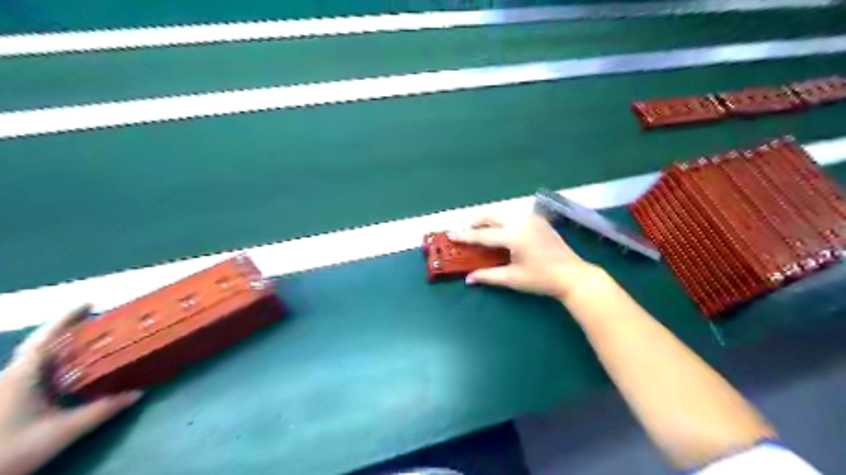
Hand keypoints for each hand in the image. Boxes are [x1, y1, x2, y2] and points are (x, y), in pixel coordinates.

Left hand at [0, 307, 140, 473]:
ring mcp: (5, 388)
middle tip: (93, 320)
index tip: (90, 303)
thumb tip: (137, 394)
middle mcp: (10, 377)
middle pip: (39, 345)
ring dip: (60, 346)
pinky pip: (32, 372)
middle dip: (65, 330)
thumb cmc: (9, 451)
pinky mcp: (5, 400)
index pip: (47, 338)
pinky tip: (68, 371)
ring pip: (34, 359)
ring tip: (88, 341)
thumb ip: (101, 410)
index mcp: (22, 376)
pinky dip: (53, 363)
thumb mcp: (62, 432)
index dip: (67, 318)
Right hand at [452, 212, 603, 297]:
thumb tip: (468, 278)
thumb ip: (488, 276)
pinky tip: (500, 226)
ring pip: (503, 210)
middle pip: (492, 214)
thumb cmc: (541, 279)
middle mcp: (521, 221)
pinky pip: (514, 212)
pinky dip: (502, 216)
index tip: (451, 234)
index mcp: (513, 236)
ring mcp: (531, 218)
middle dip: (476, 219)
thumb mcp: (513, 279)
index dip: (465, 236)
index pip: (483, 234)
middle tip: (465, 229)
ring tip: (480, 227)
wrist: (572, 275)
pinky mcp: (538, 220)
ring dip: (489, 216)